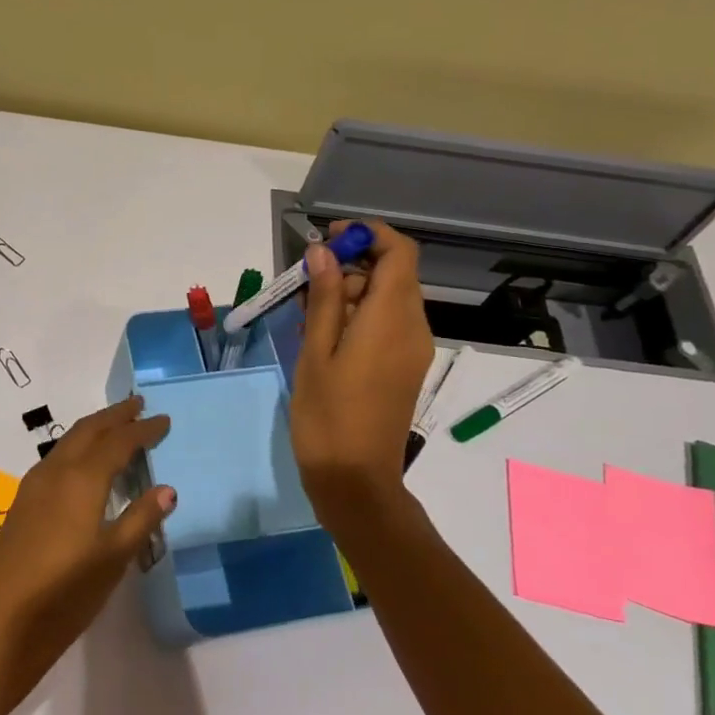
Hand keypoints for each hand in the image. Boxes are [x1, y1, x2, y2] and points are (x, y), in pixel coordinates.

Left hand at [0, 397, 174, 701]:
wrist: (3, 625)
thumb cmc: (66, 594)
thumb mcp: (114, 559)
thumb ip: (140, 519)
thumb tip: (167, 489)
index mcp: (81, 479)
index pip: (118, 442)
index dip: (142, 430)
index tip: (164, 419)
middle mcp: (55, 472)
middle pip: (88, 430)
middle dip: (114, 416)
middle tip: (138, 405)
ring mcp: (33, 486)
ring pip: (68, 442)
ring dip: (94, 429)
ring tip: (115, 427)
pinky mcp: (23, 503)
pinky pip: (55, 459)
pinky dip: (77, 448)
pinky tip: (84, 464)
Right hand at [287, 220, 436, 529]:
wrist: (356, 479)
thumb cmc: (328, 414)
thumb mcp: (316, 350)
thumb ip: (323, 297)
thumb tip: (324, 253)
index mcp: (392, 318)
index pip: (399, 252)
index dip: (368, 235)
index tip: (328, 240)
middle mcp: (412, 327)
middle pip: (391, 273)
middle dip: (349, 266)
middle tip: (302, 283)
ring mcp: (412, 349)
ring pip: (386, 299)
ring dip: (348, 292)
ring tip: (304, 312)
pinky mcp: (404, 367)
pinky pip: (386, 324)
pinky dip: (357, 315)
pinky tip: (322, 335)